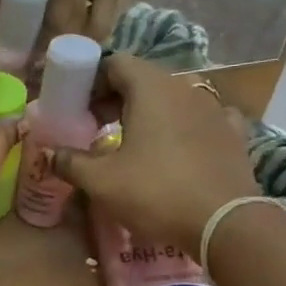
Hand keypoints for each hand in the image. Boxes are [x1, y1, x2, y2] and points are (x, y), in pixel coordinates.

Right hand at [50, 55, 258, 248]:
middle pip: (144, 79)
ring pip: (173, 99)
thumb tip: (51, 154)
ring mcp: (215, 109)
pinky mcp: (234, 134)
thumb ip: (71, 162)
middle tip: (96, 126)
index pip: (116, 63)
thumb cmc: (156, 193)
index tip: (78, 107)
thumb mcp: (102, 182)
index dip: (92, 80)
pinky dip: (184, 127)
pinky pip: (203, 119)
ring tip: (133, 141)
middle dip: (116, 98)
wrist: (225, 223)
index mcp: (151, 88)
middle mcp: (185, 88)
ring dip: (150, 113)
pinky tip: (179, 147)